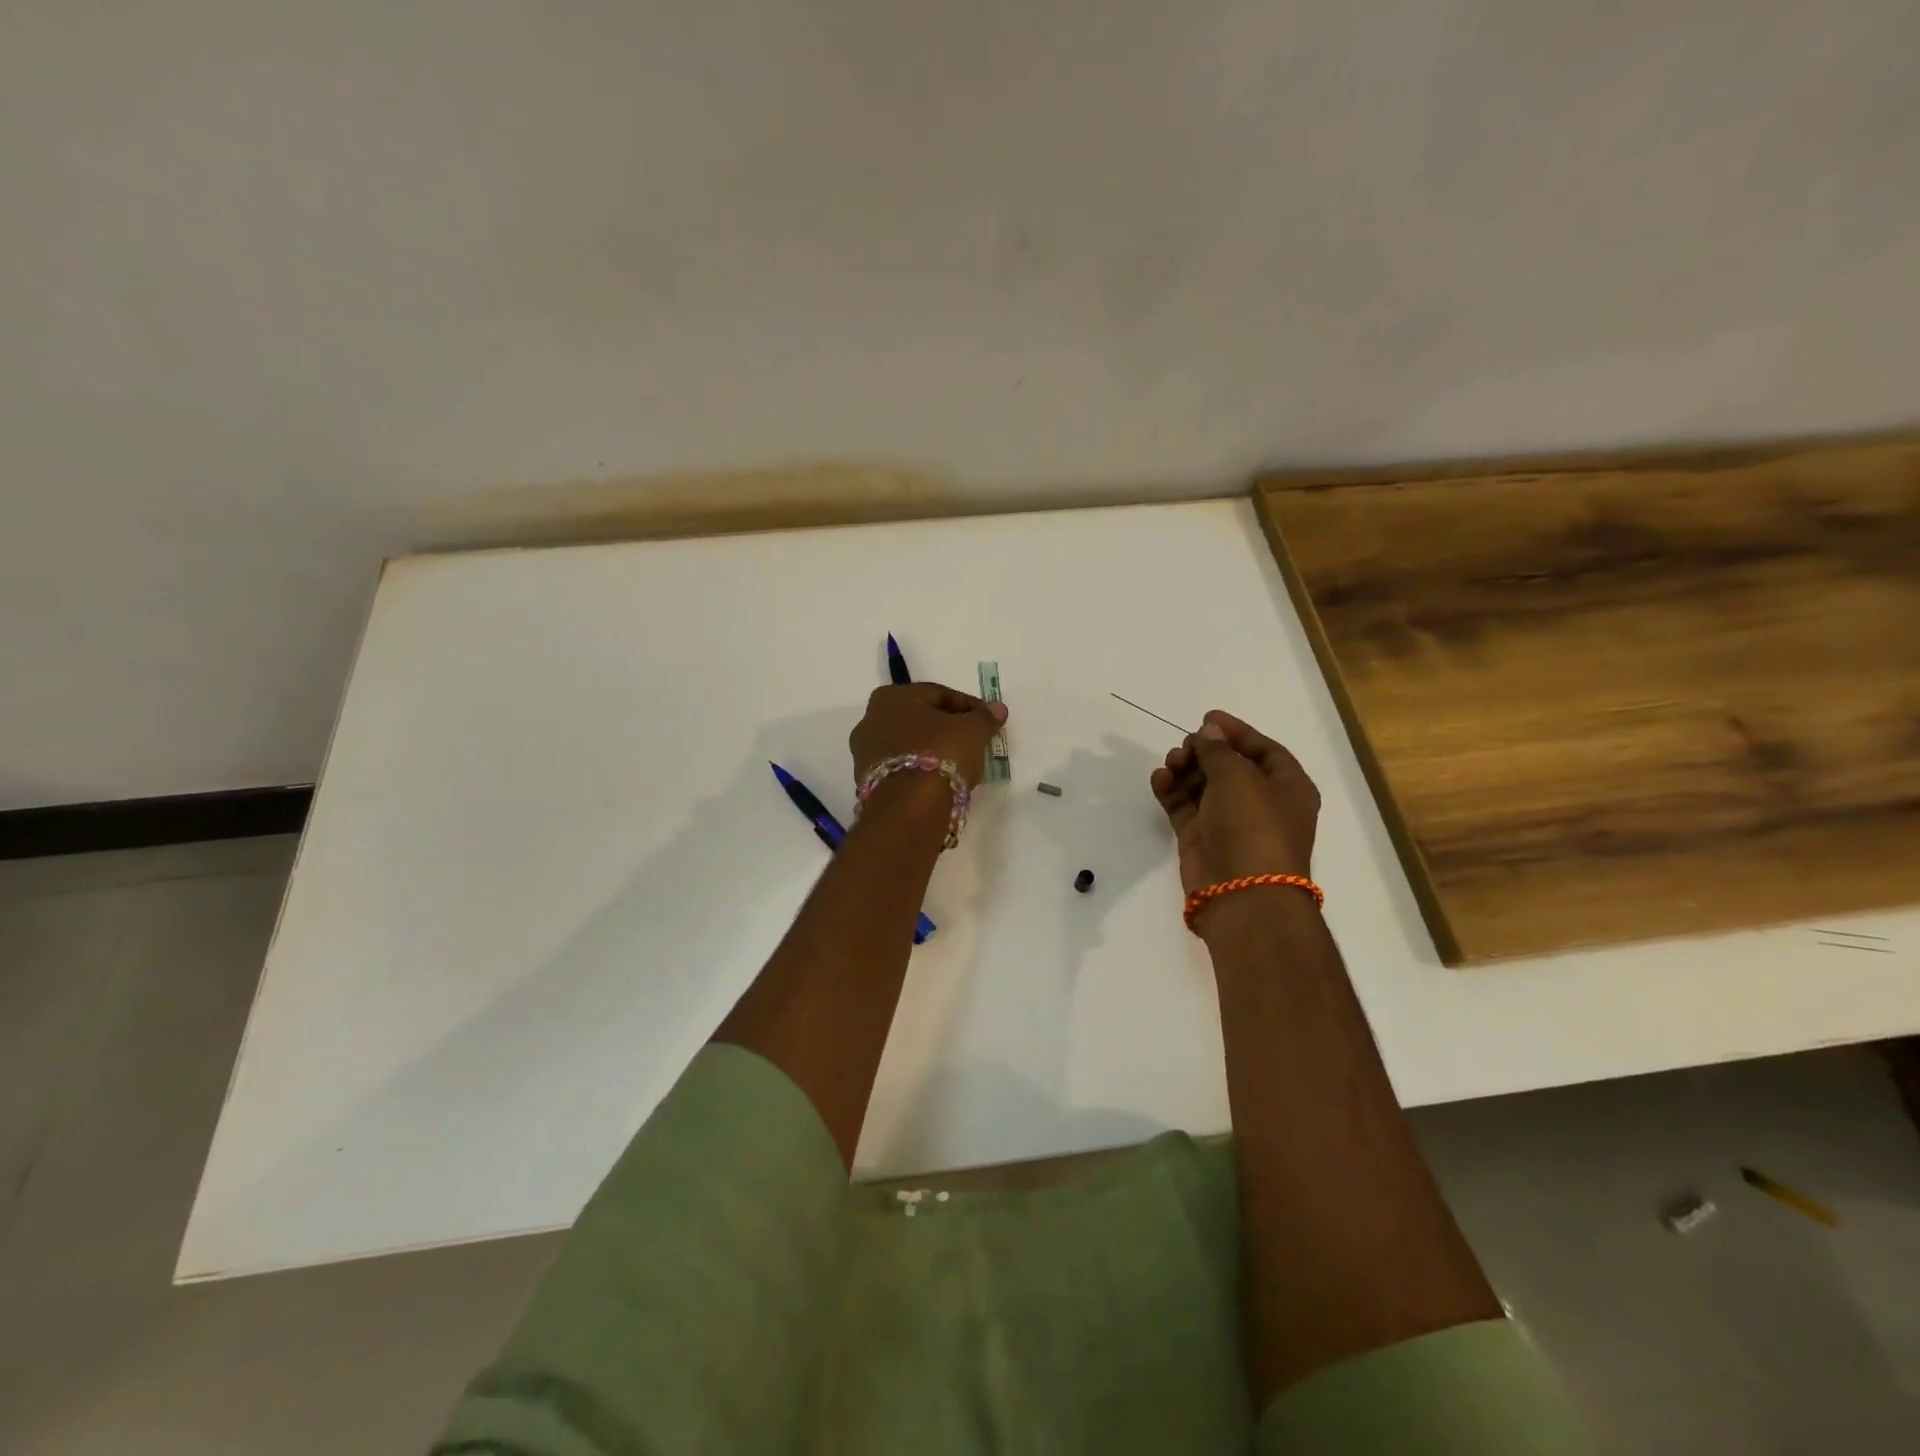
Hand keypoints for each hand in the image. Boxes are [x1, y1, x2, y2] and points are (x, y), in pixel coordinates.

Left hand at [849, 683, 1008, 790]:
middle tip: (975, 742)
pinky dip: (922, 772)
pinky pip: (903, 770)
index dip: (968, 706)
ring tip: (962, 766)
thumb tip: (997, 709)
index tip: (988, 721)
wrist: (908, 810)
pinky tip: (943, 783)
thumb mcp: (972, 731)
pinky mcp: (867, 784)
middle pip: (921, 720)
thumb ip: (984, 717)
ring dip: (935, 752)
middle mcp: (870, 720)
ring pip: (910, 746)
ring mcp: (865, 754)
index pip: (938, 694)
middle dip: (949, 729)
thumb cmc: (939, 755)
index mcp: (891, 697)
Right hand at [1150, 710, 1319, 894]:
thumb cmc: (1253, 826)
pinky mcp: (1203, 839)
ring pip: (1204, 786)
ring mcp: (1230, 823)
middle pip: (1229, 767)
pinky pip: (1185, 807)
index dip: (1236, 732)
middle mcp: (1260, 803)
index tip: (1206, 717)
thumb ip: (1218, 749)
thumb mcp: (1237, 776)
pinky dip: (1172, 791)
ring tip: (1170, 764)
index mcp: (1287, 787)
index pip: (1263, 750)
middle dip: (1204, 752)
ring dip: (1186, 770)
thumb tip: (1209, 732)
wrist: (1242, 893)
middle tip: (1184, 747)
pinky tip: (1159, 779)